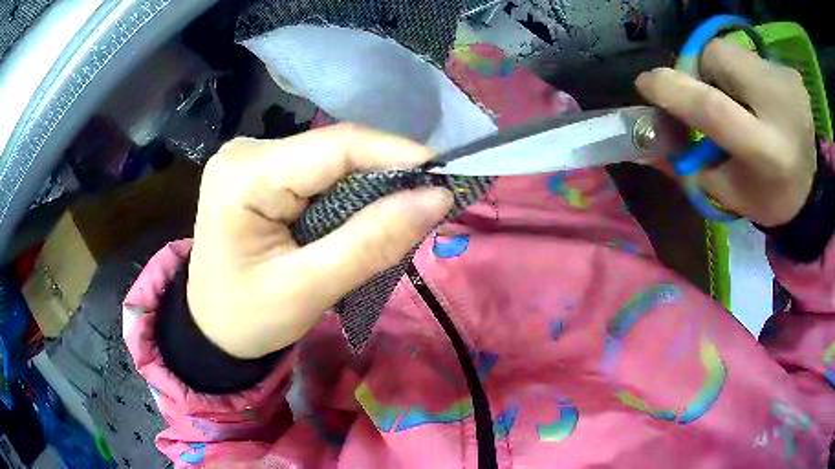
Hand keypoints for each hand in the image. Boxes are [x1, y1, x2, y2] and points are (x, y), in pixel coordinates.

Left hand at [187, 125, 452, 358]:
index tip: (445, 177)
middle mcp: (246, 152)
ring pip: (330, 160)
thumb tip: (437, 198)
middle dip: (386, 174)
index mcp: (245, 175)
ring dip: (370, 185)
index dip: (396, 154)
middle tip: (429, 203)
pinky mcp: (261, 171)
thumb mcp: (309, 289)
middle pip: (333, 150)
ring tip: (402, 213)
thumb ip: (372, 242)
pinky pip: (318, 172)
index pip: (334, 147)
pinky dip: (348, 192)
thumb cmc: (249, 319)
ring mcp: (252, 158)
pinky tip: (363, 214)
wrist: (212, 328)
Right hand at [636, 39, 816, 226]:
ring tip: (739, 99)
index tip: (646, 84)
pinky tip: (759, 98)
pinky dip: (744, 72)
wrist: (811, 186)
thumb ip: (688, 164)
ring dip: (723, 71)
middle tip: (709, 96)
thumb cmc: (767, 196)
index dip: (673, 90)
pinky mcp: (791, 73)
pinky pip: (750, 55)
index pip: (713, 108)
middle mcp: (782, 110)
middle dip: (700, 71)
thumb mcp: (726, 192)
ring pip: (731, 50)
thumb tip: (645, 141)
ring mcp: (789, 84)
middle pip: (718, 57)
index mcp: (767, 153)